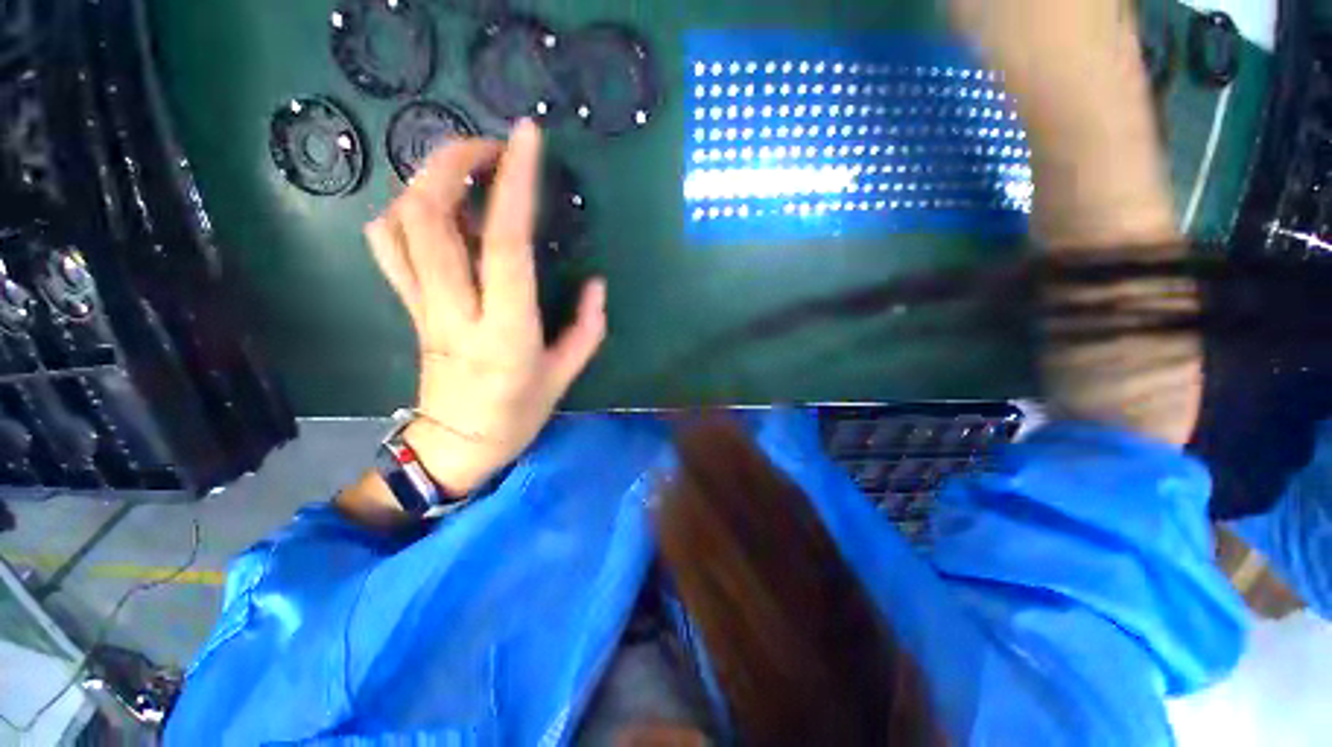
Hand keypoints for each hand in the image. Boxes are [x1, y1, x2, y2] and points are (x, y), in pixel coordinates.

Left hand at [364, 120, 607, 494]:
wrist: (457, 444)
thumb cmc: (517, 415)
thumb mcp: (566, 375)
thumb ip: (587, 327)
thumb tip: (596, 284)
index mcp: (506, 330)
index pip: (505, 244)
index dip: (514, 185)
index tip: (526, 138)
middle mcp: (456, 310)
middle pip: (429, 217)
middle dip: (453, 163)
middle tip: (490, 147)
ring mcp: (423, 306)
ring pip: (399, 224)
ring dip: (425, 180)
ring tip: (463, 170)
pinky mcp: (408, 306)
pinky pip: (389, 245)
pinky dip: (404, 210)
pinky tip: (436, 209)